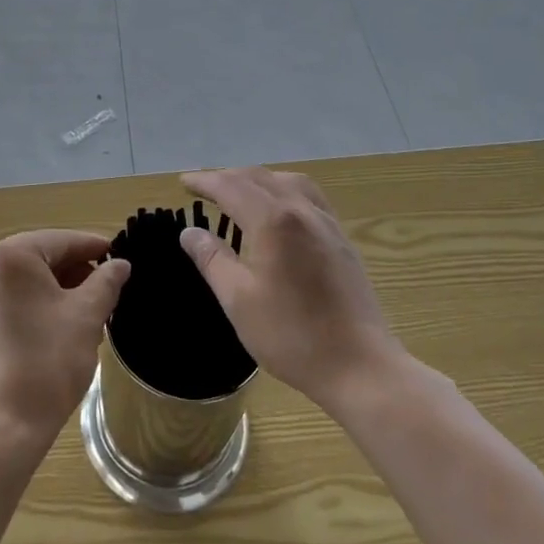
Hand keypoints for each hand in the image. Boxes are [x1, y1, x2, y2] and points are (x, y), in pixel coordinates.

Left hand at [0, 230, 127, 450]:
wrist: (1, 426)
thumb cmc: (47, 361)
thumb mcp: (87, 316)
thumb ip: (106, 282)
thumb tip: (120, 265)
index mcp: (10, 256)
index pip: (62, 241)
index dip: (96, 248)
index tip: (122, 259)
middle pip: (41, 258)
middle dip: (77, 273)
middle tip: (109, 292)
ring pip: (25, 281)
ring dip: (58, 291)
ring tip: (90, 313)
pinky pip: (9, 301)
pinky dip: (35, 306)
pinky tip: (60, 327)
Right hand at [180, 167, 401, 410]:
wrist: (360, 365)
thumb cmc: (292, 335)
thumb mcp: (238, 300)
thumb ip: (212, 260)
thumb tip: (190, 232)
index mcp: (274, 221)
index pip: (232, 188)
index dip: (206, 182)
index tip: (183, 181)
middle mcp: (302, 210)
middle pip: (260, 178)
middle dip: (229, 177)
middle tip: (204, 186)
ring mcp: (327, 223)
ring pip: (288, 181)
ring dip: (258, 179)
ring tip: (240, 192)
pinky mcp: (342, 239)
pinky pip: (309, 196)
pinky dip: (284, 190)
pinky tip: (279, 210)